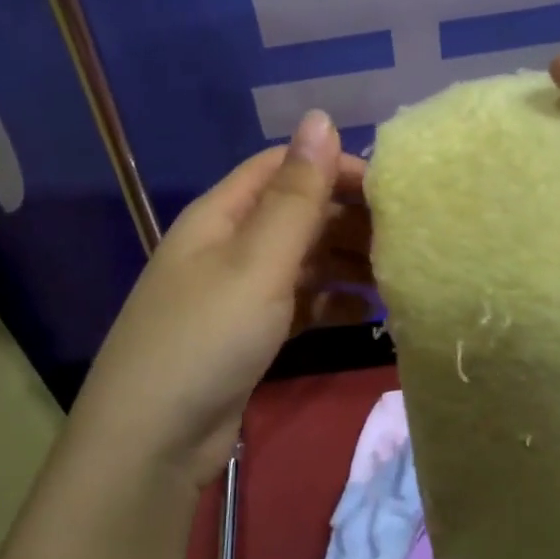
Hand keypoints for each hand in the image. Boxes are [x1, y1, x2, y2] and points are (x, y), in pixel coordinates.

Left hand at [73, 111, 372, 487]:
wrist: (152, 443)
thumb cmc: (206, 337)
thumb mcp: (257, 261)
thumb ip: (296, 193)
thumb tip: (321, 115)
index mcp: (222, 213)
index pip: (284, 168)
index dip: (334, 168)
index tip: (390, 189)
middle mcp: (229, 244)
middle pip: (297, 213)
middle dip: (348, 219)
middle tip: (407, 238)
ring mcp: (238, 291)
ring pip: (302, 260)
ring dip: (346, 263)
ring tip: (398, 276)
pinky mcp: (249, 333)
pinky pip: (299, 302)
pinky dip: (331, 302)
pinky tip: (368, 314)